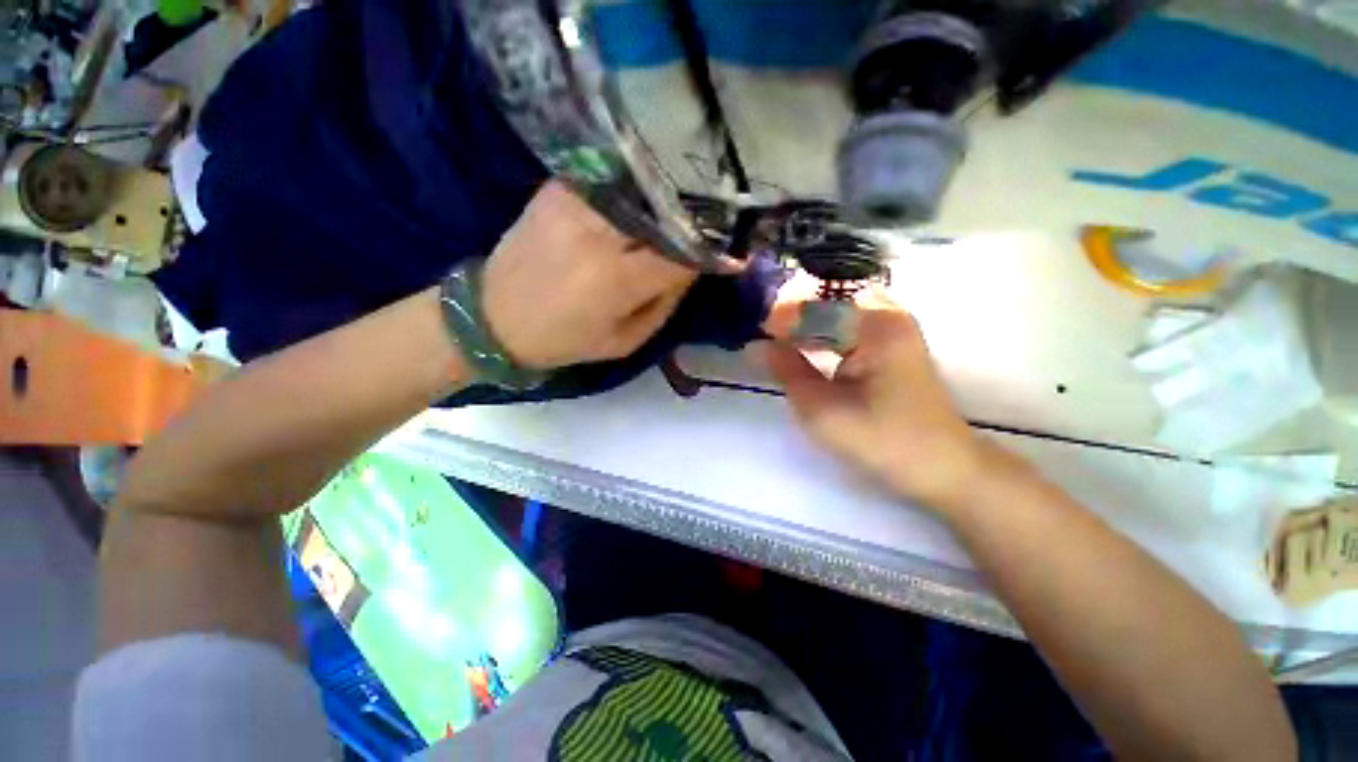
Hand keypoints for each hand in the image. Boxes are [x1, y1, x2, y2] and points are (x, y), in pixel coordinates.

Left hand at [482, 181, 696, 369]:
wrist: (492, 316)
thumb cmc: (564, 340)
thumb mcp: (624, 341)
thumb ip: (664, 304)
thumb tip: (692, 268)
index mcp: (616, 280)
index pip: (681, 252)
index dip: (709, 250)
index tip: (728, 249)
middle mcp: (598, 234)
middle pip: (663, 213)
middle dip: (692, 218)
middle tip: (711, 222)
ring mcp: (574, 204)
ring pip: (640, 190)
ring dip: (665, 199)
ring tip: (681, 207)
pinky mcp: (556, 190)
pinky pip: (610, 182)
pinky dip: (633, 189)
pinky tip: (642, 198)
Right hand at [765, 288, 1008, 515]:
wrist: (943, 468)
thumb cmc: (882, 441)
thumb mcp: (822, 410)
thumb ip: (787, 371)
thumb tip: (756, 345)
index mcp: (875, 326)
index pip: (814, 306)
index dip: (778, 316)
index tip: (751, 328)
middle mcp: (887, 315)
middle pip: (826, 299)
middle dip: (790, 312)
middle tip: (759, 329)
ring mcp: (893, 327)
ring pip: (836, 310)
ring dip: (804, 321)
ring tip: (773, 335)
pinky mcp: (892, 344)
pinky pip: (847, 325)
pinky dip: (821, 332)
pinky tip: (802, 344)